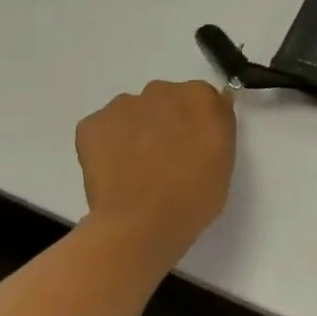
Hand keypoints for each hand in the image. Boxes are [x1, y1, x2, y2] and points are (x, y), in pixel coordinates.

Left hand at [74, 80, 236, 272]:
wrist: (139, 225)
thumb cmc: (193, 198)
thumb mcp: (224, 162)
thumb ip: (218, 128)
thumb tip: (210, 114)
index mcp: (200, 98)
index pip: (203, 100)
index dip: (198, 123)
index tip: (195, 147)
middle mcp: (162, 91)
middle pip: (167, 100)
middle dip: (166, 122)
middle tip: (166, 159)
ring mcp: (123, 105)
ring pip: (133, 112)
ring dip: (137, 130)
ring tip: (136, 169)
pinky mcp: (92, 123)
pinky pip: (103, 128)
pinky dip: (107, 144)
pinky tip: (114, 171)